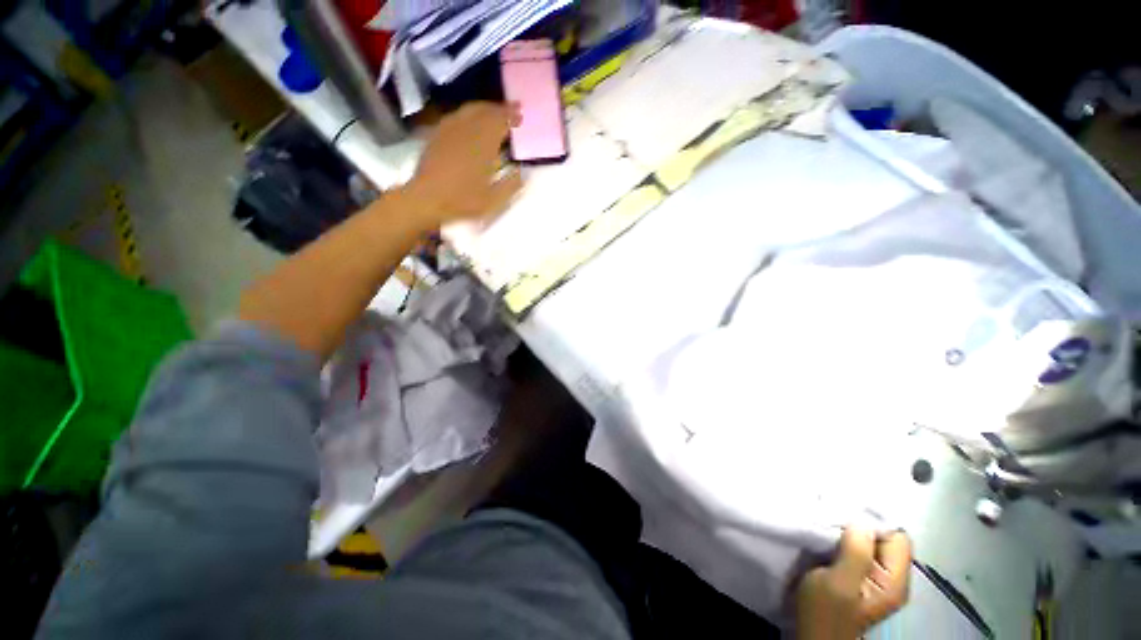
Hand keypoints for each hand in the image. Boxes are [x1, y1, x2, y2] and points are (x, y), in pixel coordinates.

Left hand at [403, 102, 522, 228]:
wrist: (426, 199)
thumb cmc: (463, 201)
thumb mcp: (494, 201)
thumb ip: (511, 185)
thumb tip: (520, 172)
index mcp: (483, 144)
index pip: (500, 121)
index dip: (511, 116)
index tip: (520, 115)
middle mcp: (467, 130)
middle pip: (485, 110)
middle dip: (500, 108)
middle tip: (511, 108)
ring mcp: (449, 130)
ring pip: (469, 110)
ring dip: (484, 108)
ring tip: (493, 112)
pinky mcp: (437, 134)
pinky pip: (456, 116)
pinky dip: (468, 114)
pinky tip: (469, 121)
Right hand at [796, 528, 911, 639]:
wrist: (813, 634)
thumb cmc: (825, 611)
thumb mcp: (838, 583)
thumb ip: (856, 552)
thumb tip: (861, 520)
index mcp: (894, 581)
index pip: (897, 537)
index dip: (873, 523)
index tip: (844, 515)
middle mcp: (892, 578)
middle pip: (885, 538)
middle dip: (860, 526)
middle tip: (832, 521)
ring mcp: (876, 578)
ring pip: (871, 542)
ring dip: (850, 533)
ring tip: (828, 528)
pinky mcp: (860, 577)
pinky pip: (859, 549)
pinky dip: (845, 541)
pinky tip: (829, 539)